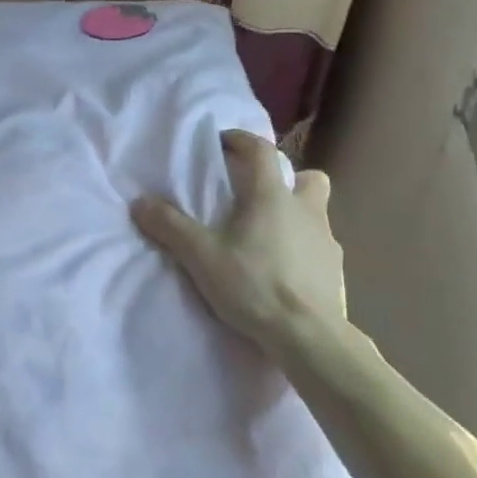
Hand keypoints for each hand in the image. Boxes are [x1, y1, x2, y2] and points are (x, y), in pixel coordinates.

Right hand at [131, 129, 356, 361]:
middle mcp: (306, 210)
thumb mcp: (201, 257)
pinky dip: (304, 249)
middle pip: (308, 178)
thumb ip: (170, 227)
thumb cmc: (254, 286)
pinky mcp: (336, 271)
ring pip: (317, 213)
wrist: (308, 337)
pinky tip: (285, 270)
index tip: (223, 142)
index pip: (261, 150)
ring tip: (270, 237)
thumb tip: (140, 202)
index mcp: (272, 197)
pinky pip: (320, 247)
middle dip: (287, 178)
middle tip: (260, 196)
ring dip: (297, 215)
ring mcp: (327, 241)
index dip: (241, 140)